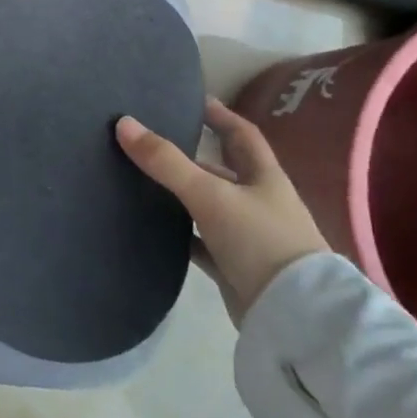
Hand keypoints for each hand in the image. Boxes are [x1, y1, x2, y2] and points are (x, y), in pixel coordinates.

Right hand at [115, 98, 328, 321]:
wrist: (293, 317)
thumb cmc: (260, 241)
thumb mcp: (210, 195)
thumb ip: (166, 162)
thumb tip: (123, 123)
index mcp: (263, 177)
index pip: (242, 135)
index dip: (220, 115)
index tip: (194, 100)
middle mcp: (258, 202)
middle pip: (223, 170)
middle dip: (194, 154)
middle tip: (154, 139)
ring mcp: (249, 237)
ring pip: (210, 205)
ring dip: (184, 193)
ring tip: (144, 178)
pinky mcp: (235, 267)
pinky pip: (202, 242)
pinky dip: (181, 233)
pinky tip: (155, 227)